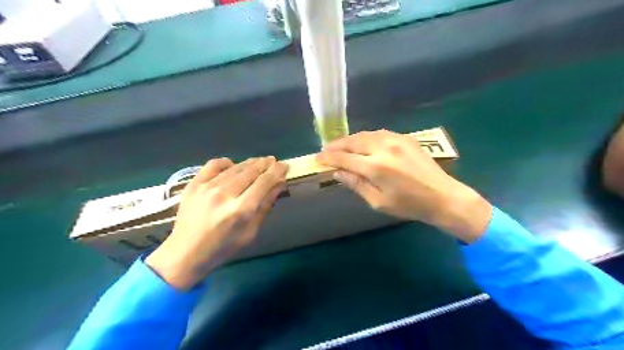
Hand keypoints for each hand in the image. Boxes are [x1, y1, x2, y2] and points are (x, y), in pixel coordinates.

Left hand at [147, 156, 290, 289]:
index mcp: (241, 210)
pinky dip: (227, 163)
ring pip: (235, 167)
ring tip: (259, 162)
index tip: (284, 166)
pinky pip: (214, 164)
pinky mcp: (194, 184)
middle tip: (274, 161)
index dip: (276, 171)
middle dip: (266, 164)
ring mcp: (207, 187)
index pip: (264, 182)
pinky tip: (233, 165)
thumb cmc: (223, 247)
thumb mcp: (251, 232)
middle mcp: (225, 194)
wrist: (186, 252)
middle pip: (251, 171)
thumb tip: (279, 185)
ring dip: (250, 163)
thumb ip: (265, 206)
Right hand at [318, 130, 492, 241]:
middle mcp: (383, 148)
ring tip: (340, 146)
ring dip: (349, 140)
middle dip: (336, 145)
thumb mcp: (378, 201)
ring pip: (364, 134)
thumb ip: (356, 184)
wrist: (442, 196)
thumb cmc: (409, 205)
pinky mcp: (404, 137)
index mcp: (375, 167)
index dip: (328, 158)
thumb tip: (338, 172)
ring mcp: (395, 140)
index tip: (318, 159)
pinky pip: (378, 133)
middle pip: (352, 141)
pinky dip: (365, 137)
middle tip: (325, 150)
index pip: (344, 158)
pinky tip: (361, 143)